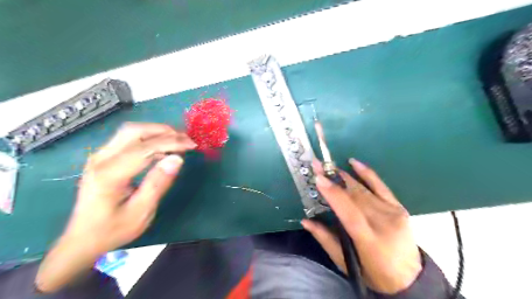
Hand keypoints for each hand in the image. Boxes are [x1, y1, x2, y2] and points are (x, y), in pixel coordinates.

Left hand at [35, 122, 196, 293]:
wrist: (82, 239)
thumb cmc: (113, 230)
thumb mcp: (141, 212)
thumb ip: (158, 183)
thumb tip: (177, 159)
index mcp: (109, 175)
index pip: (144, 148)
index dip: (171, 143)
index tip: (192, 145)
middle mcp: (100, 159)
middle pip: (135, 131)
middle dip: (164, 131)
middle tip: (186, 140)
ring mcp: (99, 156)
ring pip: (131, 131)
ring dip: (157, 132)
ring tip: (178, 141)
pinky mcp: (103, 157)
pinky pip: (128, 139)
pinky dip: (149, 138)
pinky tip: (162, 148)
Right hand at [301, 158, 421, 293]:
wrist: (410, 277)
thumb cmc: (373, 272)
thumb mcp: (346, 263)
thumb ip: (325, 239)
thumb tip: (305, 220)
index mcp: (369, 240)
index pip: (350, 212)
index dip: (334, 194)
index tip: (318, 178)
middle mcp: (383, 222)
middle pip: (355, 196)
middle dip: (334, 179)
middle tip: (318, 166)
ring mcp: (393, 212)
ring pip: (363, 190)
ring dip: (344, 176)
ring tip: (329, 166)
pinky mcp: (399, 207)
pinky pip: (381, 185)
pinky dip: (366, 173)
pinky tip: (354, 162)